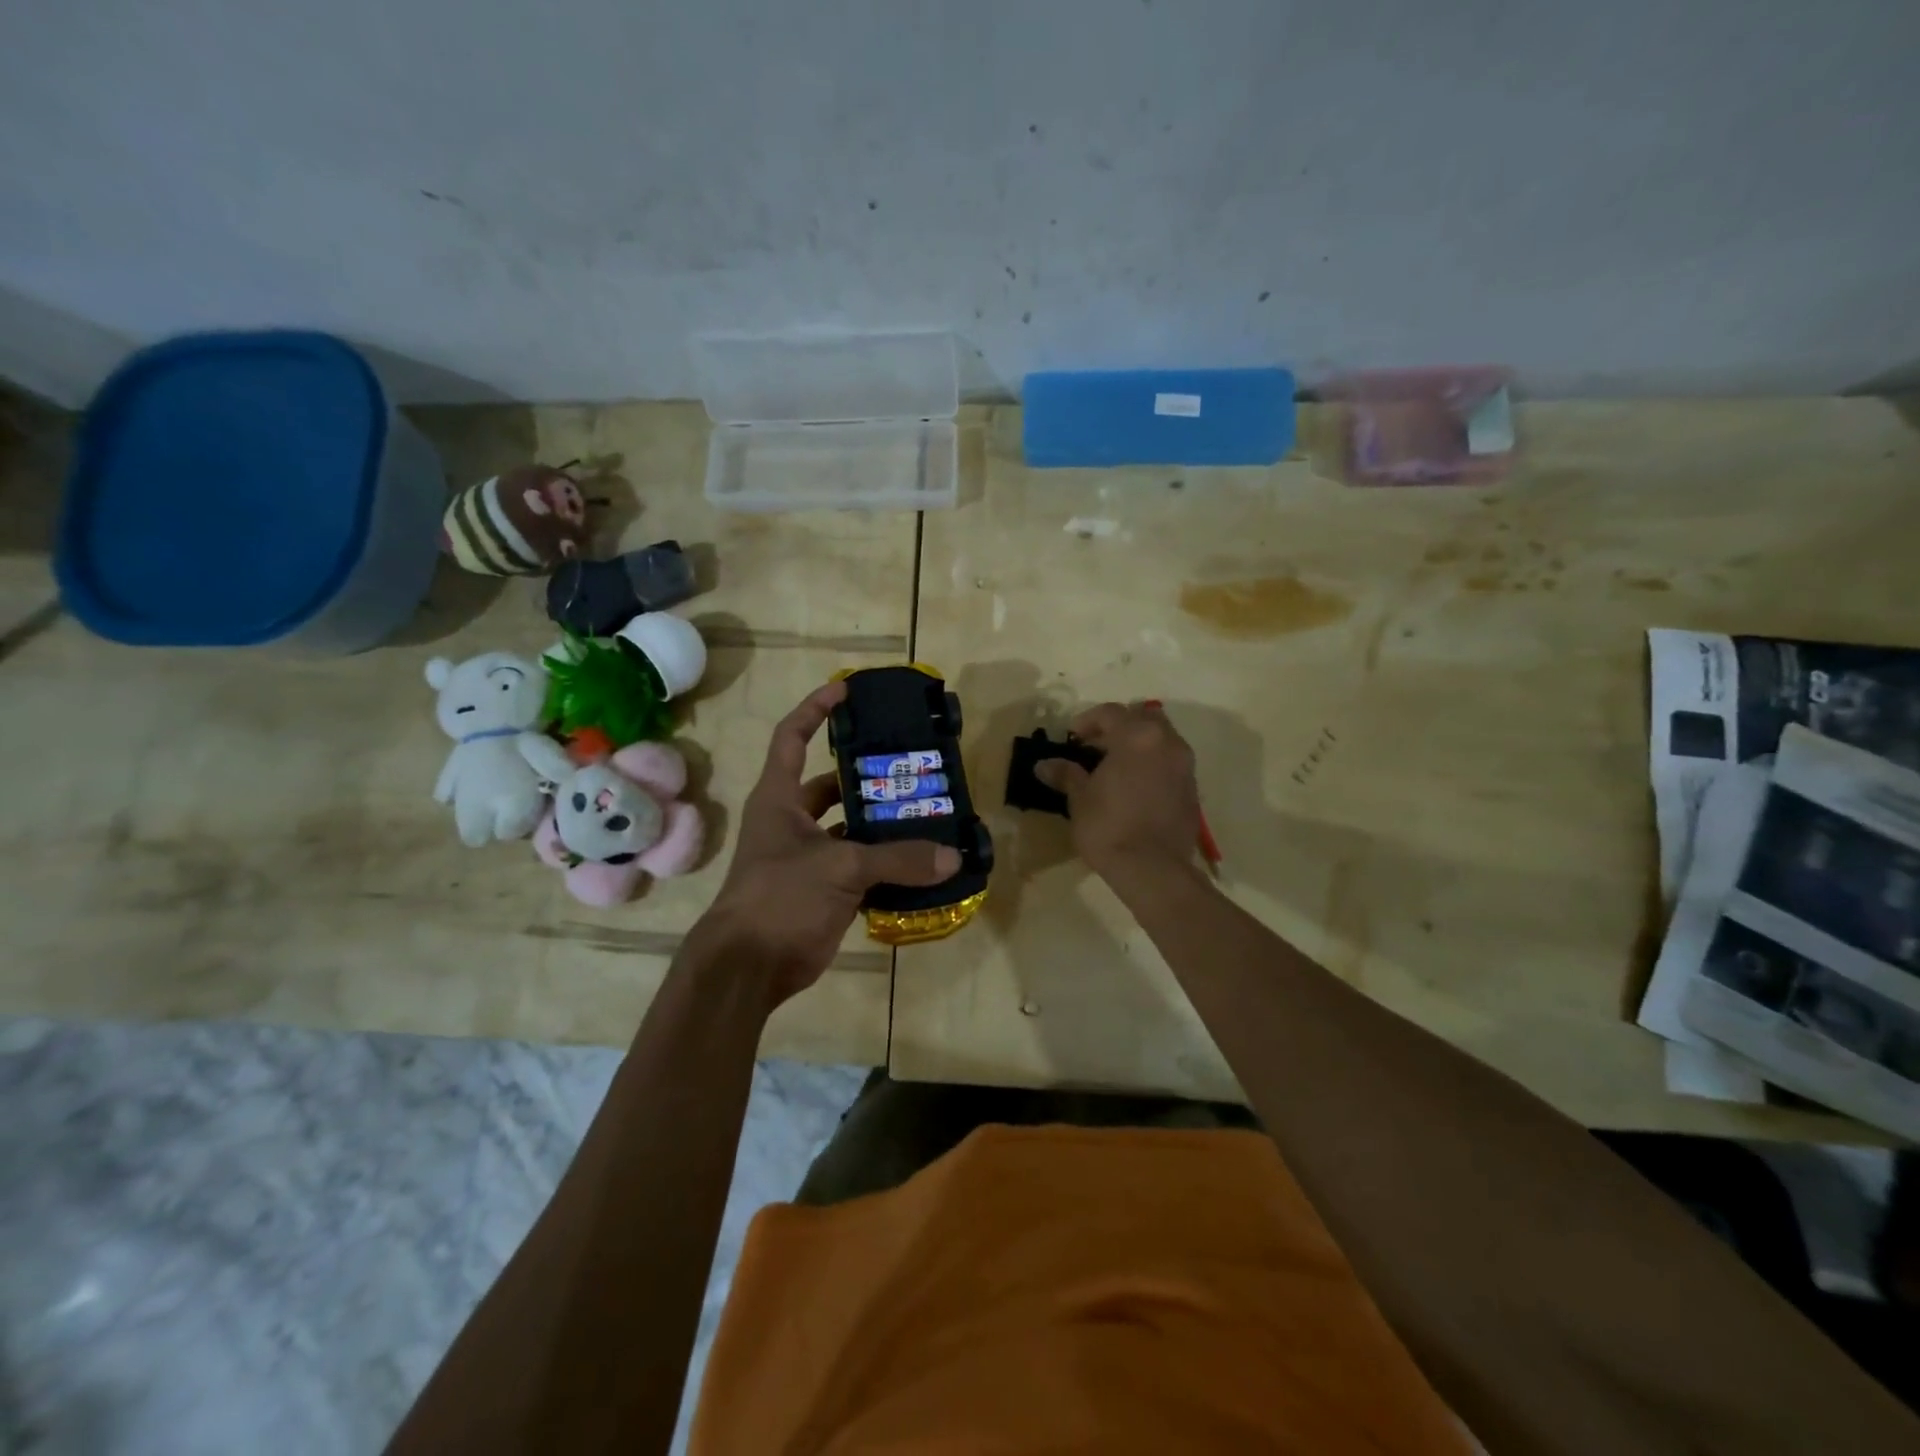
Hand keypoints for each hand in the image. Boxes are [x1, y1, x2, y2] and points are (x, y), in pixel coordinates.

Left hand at [694, 680, 959, 1007]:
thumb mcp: (840, 868)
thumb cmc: (780, 897)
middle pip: (832, 786)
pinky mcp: (824, 890)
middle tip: (910, 767)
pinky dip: (887, 866)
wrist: (749, 966)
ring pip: (851, 830)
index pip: (792, 738)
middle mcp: (792, 821)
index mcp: (780, 799)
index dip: (815, 710)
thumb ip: (897, 859)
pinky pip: (862, 868)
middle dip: (868, 777)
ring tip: (926, 812)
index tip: (845, 690)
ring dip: (882, 825)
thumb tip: (952, 857)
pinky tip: (921, 862)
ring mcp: (808, 857)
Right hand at [1035, 702, 1202, 885]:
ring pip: (1162, 738)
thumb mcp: (1079, 799)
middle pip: (1143, 717)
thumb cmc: (1109, 827)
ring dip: (1139, 744)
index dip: (1087, 721)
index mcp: (1137, 737)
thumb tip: (1043, 765)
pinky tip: (1135, 786)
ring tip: (1116, 766)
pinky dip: (1153, 764)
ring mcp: (1185, 765)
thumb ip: (1066, 774)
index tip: (1072, 738)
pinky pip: (1171, 762)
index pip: (1110, 712)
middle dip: (1120, 726)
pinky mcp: (1192, 789)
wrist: (1153, 869)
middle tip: (1097, 746)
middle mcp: (1167, 742)